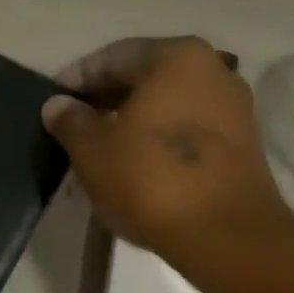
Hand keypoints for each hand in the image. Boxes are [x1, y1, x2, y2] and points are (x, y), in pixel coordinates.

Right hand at [42, 37, 292, 269]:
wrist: (225, 235)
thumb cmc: (151, 180)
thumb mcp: (93, 151)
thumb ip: (70, 121)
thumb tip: (57, 105)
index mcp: (176, 57)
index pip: (112, 57)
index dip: (76, 79)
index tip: (52, 103)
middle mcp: (212, 69)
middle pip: (143, 78)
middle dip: (104, 102)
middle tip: (72, 128)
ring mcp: (232, 107)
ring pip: (165, 106)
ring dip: (130, 123)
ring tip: (99, 151)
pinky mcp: (240, 143)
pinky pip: (186, 131)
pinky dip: (157, 141)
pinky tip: (134, 166)